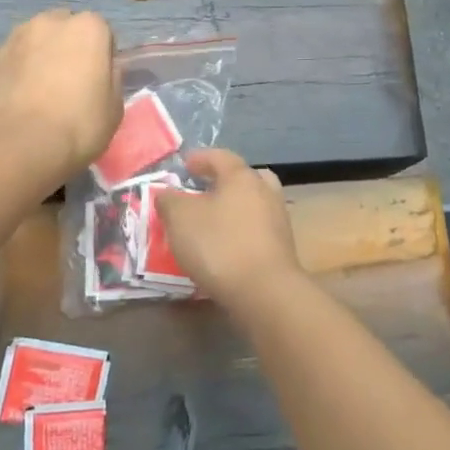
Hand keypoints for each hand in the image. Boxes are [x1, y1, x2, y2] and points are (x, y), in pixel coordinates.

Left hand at [0, 11, 119, 178]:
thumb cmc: (79, 124)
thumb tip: (102, 70)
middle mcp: (51, 21)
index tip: (99, 80)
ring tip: (40, 91)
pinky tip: (19, 99)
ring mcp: (16, 37)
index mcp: (88, 27)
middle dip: (68, 47)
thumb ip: (111, 78)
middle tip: (70, 82)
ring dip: (40, 56)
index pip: (102, 32)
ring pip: (35, 41)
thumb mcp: (115, 106)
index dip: (102, 56)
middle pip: (65, 29)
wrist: (20, 144)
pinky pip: (13, 60)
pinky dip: (17, 71)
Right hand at [156, 149, 302, 308]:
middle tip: (204, 190)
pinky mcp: (282, 248)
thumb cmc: (219, 244)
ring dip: (234, 208)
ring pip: (254, 204)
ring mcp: (278, 220)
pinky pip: (257, 230)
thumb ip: (170, 201)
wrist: (264, 292)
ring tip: (212, 222)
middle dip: (225, 182)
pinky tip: (226, 246)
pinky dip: (241, 232)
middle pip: (245, 178)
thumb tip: (167, 193)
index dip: (201, 158)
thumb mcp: (180, 218)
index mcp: (242, 177)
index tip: (185, 165)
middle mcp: (265, 192)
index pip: (221, 157)